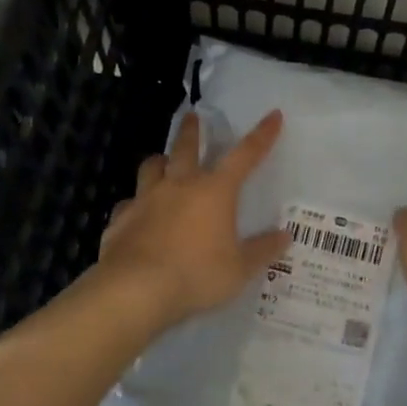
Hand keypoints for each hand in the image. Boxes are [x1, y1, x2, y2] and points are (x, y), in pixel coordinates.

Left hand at [97, 109, 290, 325]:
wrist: (136, 290)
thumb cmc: (196, 275)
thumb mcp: (239, 268)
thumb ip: (262, 250)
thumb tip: (285, 236)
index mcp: (214, 191)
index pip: (244, 155)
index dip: (261, 135)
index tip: (273, 115)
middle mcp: (179, 185)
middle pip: (185, 147)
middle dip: (191, 130)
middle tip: (191, 116)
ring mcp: (146, 199)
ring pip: (151, 167)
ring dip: (159, 162)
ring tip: (161, 162)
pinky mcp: (120, 219)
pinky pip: (128, 204)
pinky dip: (134, 205)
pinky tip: (135, 214)